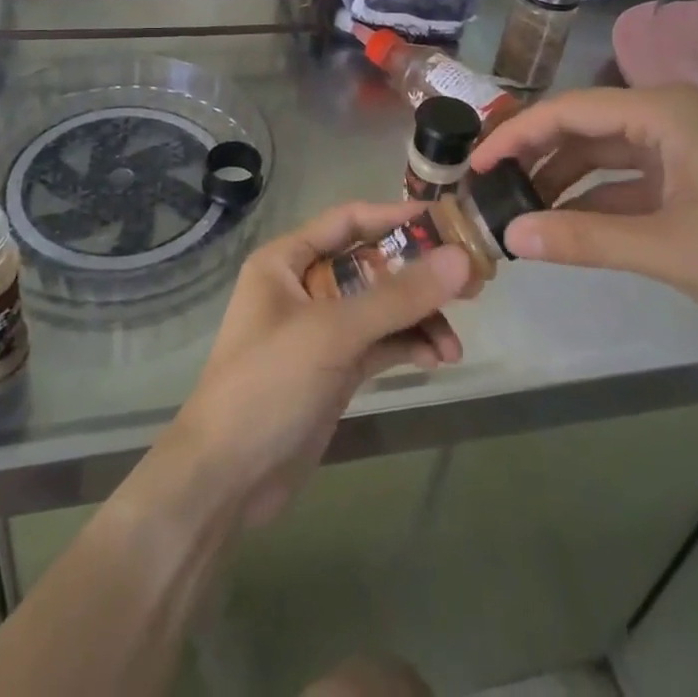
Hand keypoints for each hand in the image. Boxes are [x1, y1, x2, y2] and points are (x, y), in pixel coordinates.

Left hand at [166, 203, 468, 527]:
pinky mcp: (335, 368)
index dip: (396, 218)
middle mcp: (304, 286)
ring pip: (382, 308)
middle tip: (471, 283)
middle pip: (372, 265)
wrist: (226, 479)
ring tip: (454, 344)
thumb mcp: (332, 332)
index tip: (447, 224)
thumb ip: (397, 296)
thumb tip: (460, 259)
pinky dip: (409, 346)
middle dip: (419, 275)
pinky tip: (437, 359)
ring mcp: (321, 329)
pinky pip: (381, 343)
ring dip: (419, 319)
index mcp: (287, 260)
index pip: (349, 221)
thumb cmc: (268, 384)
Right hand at [469, 85, 697, 334]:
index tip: (476, 166)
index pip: (568, 110)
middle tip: (490, 189)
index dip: (516, 135)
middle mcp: (667, 116)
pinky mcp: (693, 176)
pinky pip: (628, 178)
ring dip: (563, 179)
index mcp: (662, 112)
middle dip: (535, 156)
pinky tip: (566, 222)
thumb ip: (584, 240)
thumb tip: (511, 237)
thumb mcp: (668, 248)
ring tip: (520, 208)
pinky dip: (596, 198)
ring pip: (604, 154)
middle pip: (583, 127)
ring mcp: (683, 146)